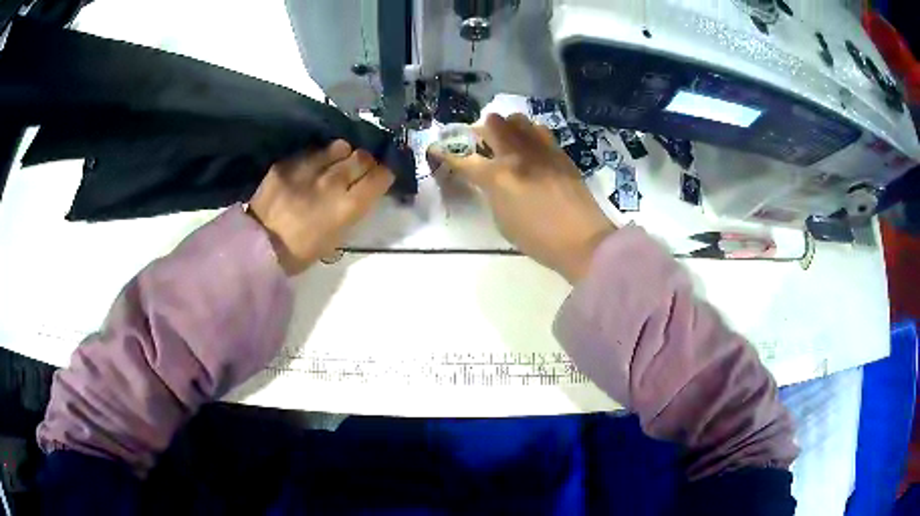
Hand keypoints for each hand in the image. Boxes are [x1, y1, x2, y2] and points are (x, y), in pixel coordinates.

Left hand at [248, 140, 393, 274]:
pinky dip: (316, 158)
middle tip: (358, 171)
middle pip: (362, 156)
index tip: (379, 180)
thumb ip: (353, 209)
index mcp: (348, 207)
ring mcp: (308, 168)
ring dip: (342, 155)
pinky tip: (309, 169)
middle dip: (365, 163)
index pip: (381, 176)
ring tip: (334, 164)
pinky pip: (312, 151)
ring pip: (339, 146)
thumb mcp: (336, 237)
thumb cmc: (301, 252)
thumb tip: (361, 191)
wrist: (257, 246)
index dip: (383, 176)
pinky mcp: (288, 162)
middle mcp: (332, 182)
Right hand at [431, 114, 614, 282]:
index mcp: (497, 177)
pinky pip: (540, 130)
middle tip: (481, 144)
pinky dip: (529, 134)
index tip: (437, 149)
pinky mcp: (560, 152)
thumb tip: (490, 179)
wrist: (583, 240)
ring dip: (507, 127)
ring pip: (517, 120)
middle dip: (480, 131)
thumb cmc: (538, 240)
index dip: (446, 153)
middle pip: (492, 124)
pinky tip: (531, 148)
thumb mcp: (502, 221)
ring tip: (508, 142)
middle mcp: (517, 155)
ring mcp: (541, 150)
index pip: (463, 158)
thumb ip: (491, 193)